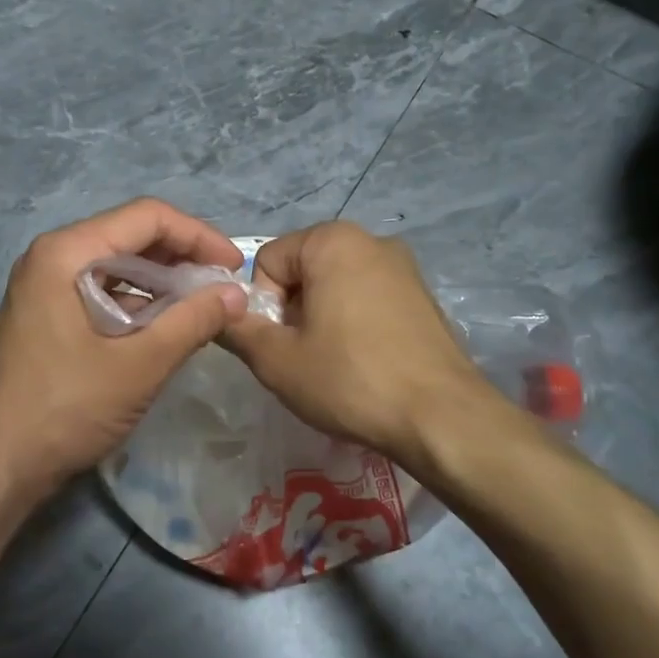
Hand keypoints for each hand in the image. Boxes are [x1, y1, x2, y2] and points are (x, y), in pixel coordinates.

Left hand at [0, 199, 248, 502]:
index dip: (198, 236)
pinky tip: (167, 330)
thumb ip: (192, 322)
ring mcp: (46, 289)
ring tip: (203, 309)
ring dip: (163, 283)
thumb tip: (236, 295)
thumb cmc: (65, 407)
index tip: (235, 268)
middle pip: (131, 237)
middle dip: (182, 258)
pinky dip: (139, 305)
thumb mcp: (139, 364)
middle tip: (224, 289)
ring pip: (118, 267)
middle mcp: (53, 258)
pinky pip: (103, 293)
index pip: (147, 217)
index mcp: (67, 252)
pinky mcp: (48, 318)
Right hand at [222, 222, 496, 468]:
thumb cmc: (349, 379)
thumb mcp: (277, 360)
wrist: (441, 416)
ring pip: (336, 286)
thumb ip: (237, 330)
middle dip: (292, 312)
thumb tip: (216, 313)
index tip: (280, 345)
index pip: (268, 261)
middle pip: (303, 271)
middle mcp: (371, 240)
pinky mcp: (424, 296)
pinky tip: (364, 364)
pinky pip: (369, 299)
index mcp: (332, 241)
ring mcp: (404, 267)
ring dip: (321, 320)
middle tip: (302, 359)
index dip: (262, 306)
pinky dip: (354, 325)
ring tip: (334, 365)